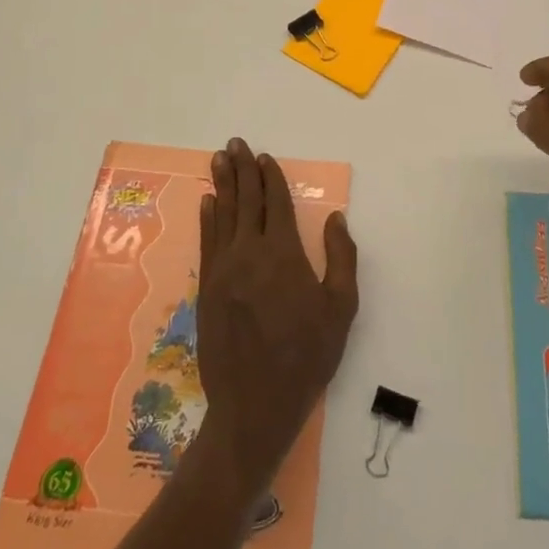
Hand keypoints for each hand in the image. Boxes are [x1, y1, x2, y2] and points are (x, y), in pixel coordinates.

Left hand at [190, 138, 358, 505]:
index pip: (275, 203)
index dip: (270, 177)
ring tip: (219, 159)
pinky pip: (207, 241)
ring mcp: (223, 270)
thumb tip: (335, 218)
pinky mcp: (207, 288)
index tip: (265, 157)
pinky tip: (207, 202)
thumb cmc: (306, 357)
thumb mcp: (340, 309)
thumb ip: (341, 258)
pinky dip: (208, 218)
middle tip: (235, 143)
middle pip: (245, 201)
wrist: (254, 405)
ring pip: (223, 215)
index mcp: (283, 254)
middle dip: (242, 170)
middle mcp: (249, 252)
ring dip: (222, 184)